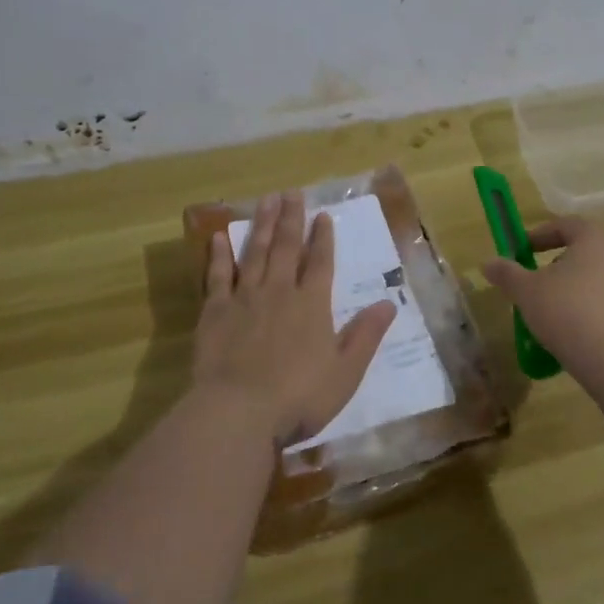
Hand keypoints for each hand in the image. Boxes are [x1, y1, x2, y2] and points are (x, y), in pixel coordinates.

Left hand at [192, 192, 397, 445]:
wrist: (239, 411)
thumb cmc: (299, 397)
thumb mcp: (346, 372)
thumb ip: (365, 335)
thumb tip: (388, 304)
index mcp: (312, 305)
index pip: (321, 263)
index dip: (323, 238)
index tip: (323, 215)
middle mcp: (279, 292)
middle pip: (287, 248)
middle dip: (291, 219)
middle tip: (291, 193)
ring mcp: (244, 298)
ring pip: (255, 253)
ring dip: (262, 225)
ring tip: (266, 200)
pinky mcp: (214, 311)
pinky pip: (217, 275)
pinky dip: (219, 255)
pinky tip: (220, 237)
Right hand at [481, 216, 603, 382]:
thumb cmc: (568, 313)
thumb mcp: (527, 292)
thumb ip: (507, 273)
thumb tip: (487, 262)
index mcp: (596, 237)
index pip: (565, 224)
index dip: (539, 235)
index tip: (521, 251)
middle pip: (585, 248)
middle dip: (558, 262)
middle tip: (536, 281)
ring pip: (599, 274)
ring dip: (576, 285)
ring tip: (554, 309)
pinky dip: (593, 305)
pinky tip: (577, 328)